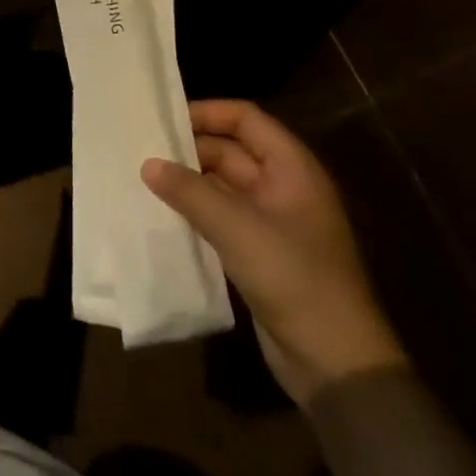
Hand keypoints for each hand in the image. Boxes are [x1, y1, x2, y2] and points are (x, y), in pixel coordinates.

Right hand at [143, 100, 406, 407]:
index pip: (246, 119)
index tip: (163, 119)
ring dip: (187, 182)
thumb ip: (190, 192)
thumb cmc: (294, 279)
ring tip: (141, 178)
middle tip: (141, 150)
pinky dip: (193, 211)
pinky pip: (220, 218)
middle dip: (189, 149)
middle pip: (230, 150)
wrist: (335, 362)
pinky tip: (160, 214)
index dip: (207, 113)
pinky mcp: (258, 253)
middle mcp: (283, 187)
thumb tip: (148, 164)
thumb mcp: (238, 228)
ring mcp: (271, 222)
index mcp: (292, 169)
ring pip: (221, 185)